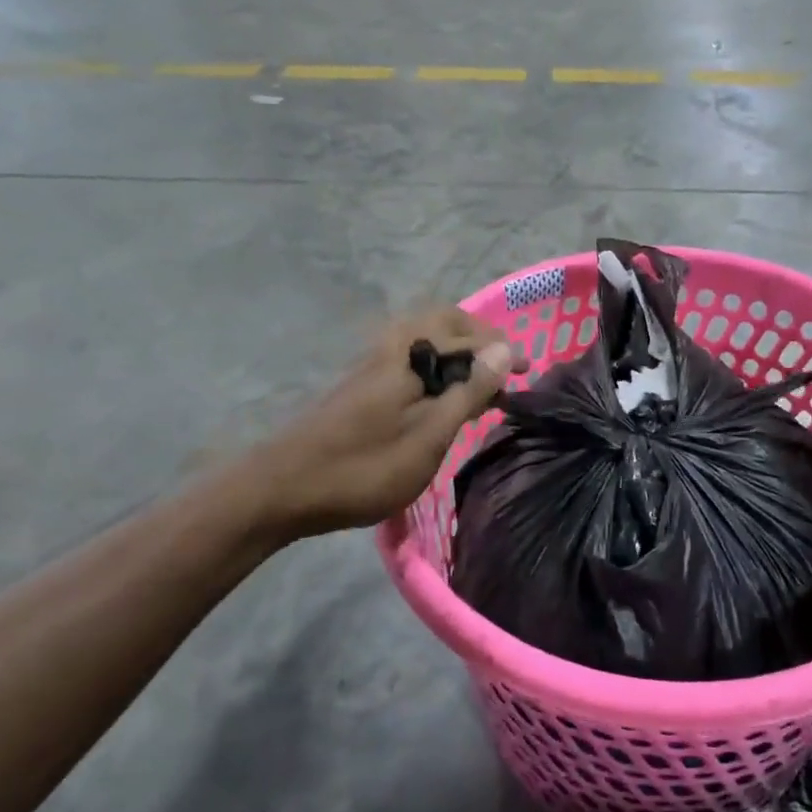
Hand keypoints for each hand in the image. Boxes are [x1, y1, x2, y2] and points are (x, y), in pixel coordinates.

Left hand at [249, 308, 525, 539]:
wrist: (283, 489)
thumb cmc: (365, 467)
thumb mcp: (429, 435)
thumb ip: (469, 390)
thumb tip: (505, 349)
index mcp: (410, 354)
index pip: (468, 336)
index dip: (502, 350)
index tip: (528, 372)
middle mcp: (390, 348)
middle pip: (441, 321)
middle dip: (477, 336)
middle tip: (501, 365)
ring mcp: (372, 365)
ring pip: (423, 340)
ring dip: (456, 352)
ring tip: (478, 384)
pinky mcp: (361, 386)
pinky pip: (409, 359)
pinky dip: (436, 367)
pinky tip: (442, 399)